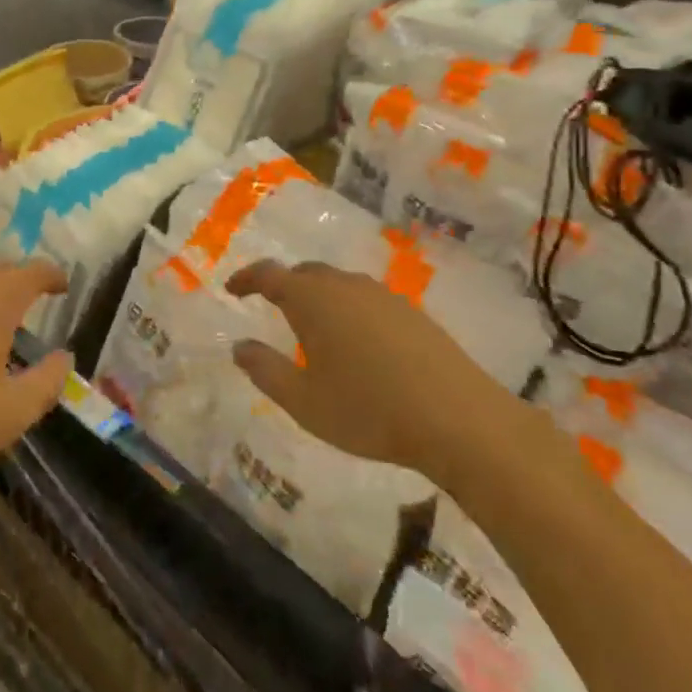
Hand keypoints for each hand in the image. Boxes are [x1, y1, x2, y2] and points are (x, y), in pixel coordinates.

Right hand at [225, 260, 528, 490]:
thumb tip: (240, 346)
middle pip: (305, 272)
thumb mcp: (304, 402)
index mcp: (313, 300)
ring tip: (313, 327)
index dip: (246, 278)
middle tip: (271, 306)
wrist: (459, 419)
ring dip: (318, 296)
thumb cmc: (369, 410)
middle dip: (284, 285)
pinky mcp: (412, 312)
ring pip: (339, 283)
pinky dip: (348, 308)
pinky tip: (357, 341)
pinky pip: (366, 298)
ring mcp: (383, 296)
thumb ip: (265, 371)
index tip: (232, 289)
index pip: (269, 274)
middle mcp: (346, 286)